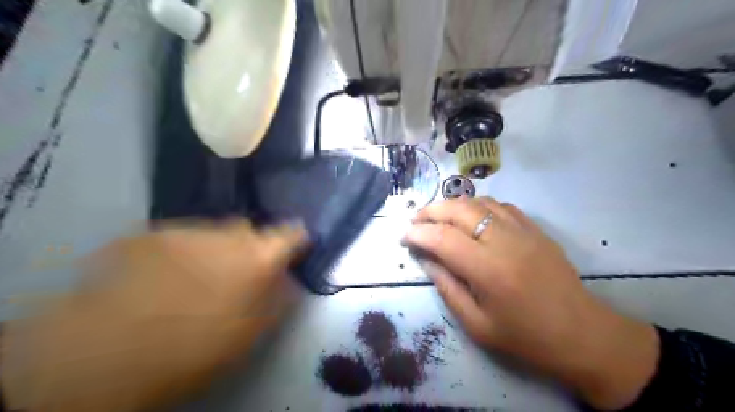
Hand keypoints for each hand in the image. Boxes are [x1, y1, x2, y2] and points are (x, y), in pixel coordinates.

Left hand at [0, 220, 307, 411]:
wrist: (107, 352)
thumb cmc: (195, 347)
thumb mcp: (252, 332)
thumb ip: (279, 299)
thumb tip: (289, 280)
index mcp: (258, 257)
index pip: (292, 233)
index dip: (297, 239)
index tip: (297, 247)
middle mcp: (227, 234)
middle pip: (248, 229)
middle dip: (248, 245)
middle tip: (236, 271)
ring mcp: (186, 229)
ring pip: (212, 231)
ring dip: (213, 247)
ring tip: (193, 276)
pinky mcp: (149, 233)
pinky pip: (178, 236)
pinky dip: (180, 250)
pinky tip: (160, 276)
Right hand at [404, 198, 657, 409]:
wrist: (583, 334)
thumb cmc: (526, 337)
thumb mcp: (477, 325)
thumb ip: (447, 288)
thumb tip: (426, 260)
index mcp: (488, 270)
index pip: (442, 238)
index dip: (417, 234)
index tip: (404, 237)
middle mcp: (504, 241)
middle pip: (459, 209)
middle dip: (430, 211)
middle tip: (415, 221)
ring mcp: (523, 230)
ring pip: (479, 201)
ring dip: (452, 205)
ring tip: (438, 217)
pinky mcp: (536, 229)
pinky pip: (500, 205)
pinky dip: (478, 206)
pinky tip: (471, 217)